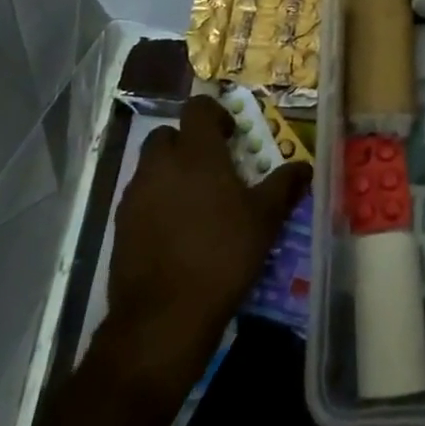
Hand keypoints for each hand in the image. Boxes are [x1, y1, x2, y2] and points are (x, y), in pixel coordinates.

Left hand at [103, 95, 310, 398]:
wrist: (164, 317)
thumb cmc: (222, 254)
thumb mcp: (265, 219)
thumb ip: (284, 186)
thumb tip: (304, 167)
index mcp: (196, 152)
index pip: (197, 108)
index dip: (215, 114)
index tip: (232, 135)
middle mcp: (160, 165)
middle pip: (168, 135)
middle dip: (188, 143)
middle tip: (214, 167)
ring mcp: (135, 196)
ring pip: (151, 167)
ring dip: (172, 173)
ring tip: (198, 203)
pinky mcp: (120, 227)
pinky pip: (141, 199)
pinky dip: (158, 203)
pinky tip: (178, 231)